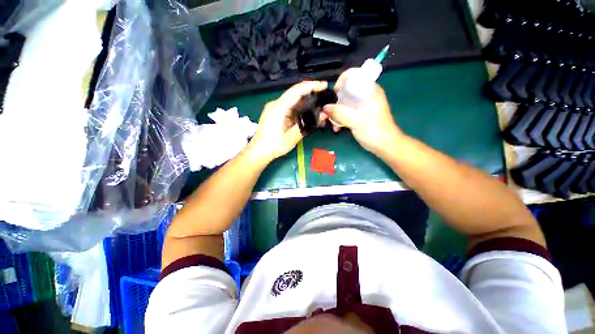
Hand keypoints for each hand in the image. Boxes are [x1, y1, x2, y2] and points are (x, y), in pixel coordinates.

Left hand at [249, 81, 328, 161]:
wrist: (259, 151)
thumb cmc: (273, 146)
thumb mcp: (291, 138)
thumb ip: (307, 125)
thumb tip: (323, 115)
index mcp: (278, 108)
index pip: (297, 91)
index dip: (312, 86)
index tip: (324, 85)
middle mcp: (275, 104)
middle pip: (295, 94)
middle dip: (310, 95)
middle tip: (324, 99)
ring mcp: (274, 108)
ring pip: (293, 101)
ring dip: (305, 104)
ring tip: (317, 109)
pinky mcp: (274, 113)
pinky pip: (289, 108)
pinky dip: (299, 110)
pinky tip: (306, 115)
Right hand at [323, 68, 402, 156]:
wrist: (384, 145)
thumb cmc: (373, 130)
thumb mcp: (355, 120)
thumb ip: (339, 113)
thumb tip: (324, 108)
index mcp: (370, 90)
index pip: (355, 75)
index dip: (343, 80)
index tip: (335, 92)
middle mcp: (366, 95)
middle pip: (347, 91)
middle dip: (335, 100)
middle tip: (328, 111)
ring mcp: (363, 105)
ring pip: (346, 103)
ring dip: (336, 112)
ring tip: (330, 122)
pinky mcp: (360, 115)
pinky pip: (347, 112)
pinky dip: (341, 118)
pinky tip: (337, 128)